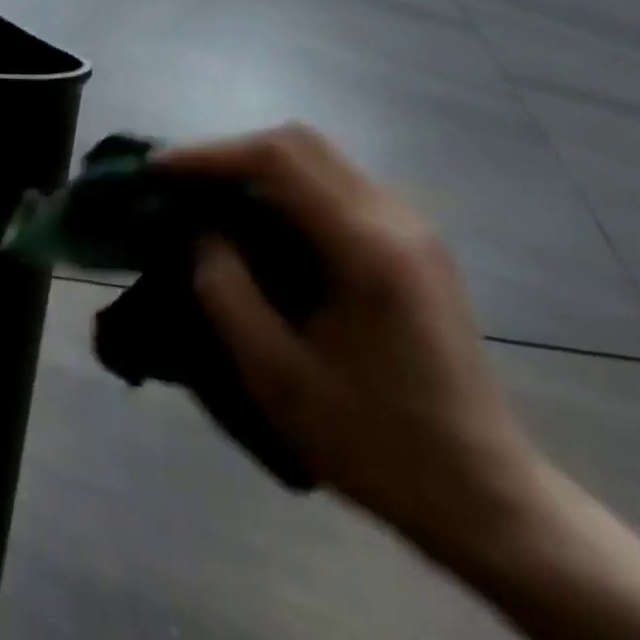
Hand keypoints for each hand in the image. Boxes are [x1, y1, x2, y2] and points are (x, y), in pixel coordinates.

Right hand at [165, 125, 546, 564]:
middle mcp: (396, 219)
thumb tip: (197, 227)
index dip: (207, 155)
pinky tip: (256, 221)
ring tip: (206, 196)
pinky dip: (284, 186)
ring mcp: (412, 228)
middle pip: (299, 142)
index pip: (277, 159)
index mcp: (368, 247)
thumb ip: (223, 287)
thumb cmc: (374, 442)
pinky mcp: (413, 245)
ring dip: (255, 166)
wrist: (484, 497)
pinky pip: (335, 185)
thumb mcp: (274, 373)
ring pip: (318, 158)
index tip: (155, 170)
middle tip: (177, 181)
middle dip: (228, 153)